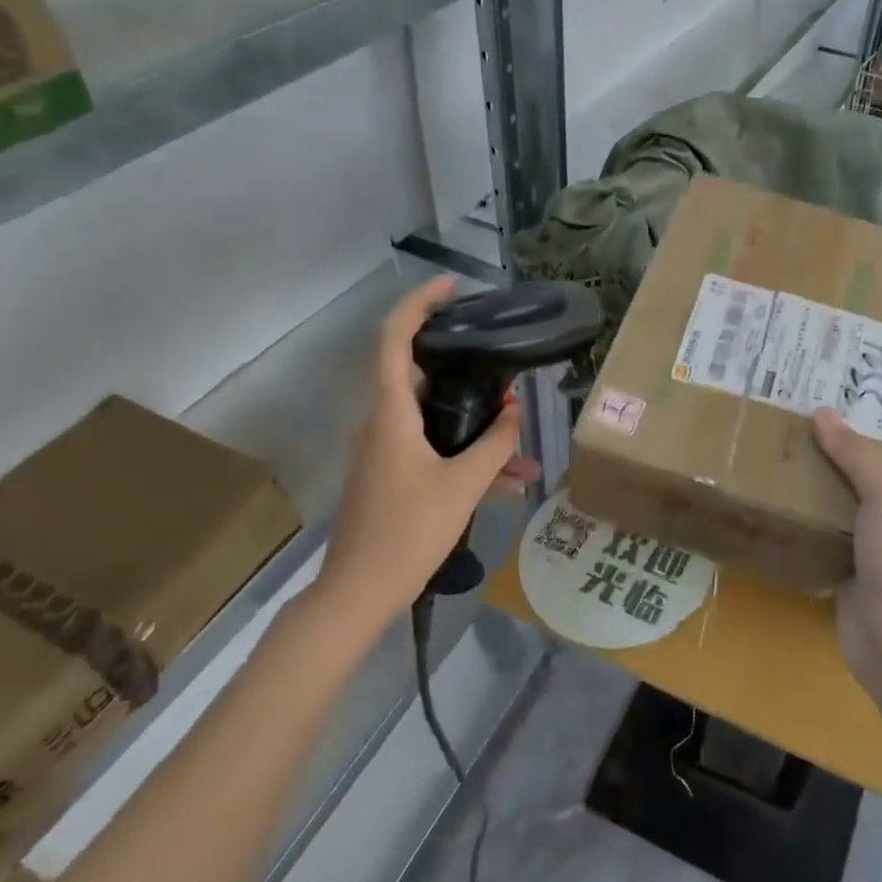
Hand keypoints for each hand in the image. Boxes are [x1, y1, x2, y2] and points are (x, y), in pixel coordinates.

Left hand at [317, 277, 538, 628]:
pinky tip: (508, 483)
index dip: (418, 304)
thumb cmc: (408, 532)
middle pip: (419, 374)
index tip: (451, 287)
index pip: (394, 339)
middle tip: (502, 364)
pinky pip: (432, 450)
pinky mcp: (390, 475)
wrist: (359, 594)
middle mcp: (381, 422)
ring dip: (476, 428)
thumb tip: (516, 410)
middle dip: (465, 370)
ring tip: (522, 449)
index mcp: (390, 413)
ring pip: (434, 420)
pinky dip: (465, 457)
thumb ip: (495, 444)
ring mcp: (383, 450)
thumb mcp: (463, 486)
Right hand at [812, 369, 881, 698]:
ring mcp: (871, 523)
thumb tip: (823, 412)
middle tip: (815, 376)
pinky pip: (826, 505)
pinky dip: (808, 486)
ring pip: (846, 473)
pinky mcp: (846, 547)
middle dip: (853, 408)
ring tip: (790, 413)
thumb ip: (859, 456)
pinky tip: (780, 471)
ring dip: (824, 447)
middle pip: (876, 441)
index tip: (880, 348)